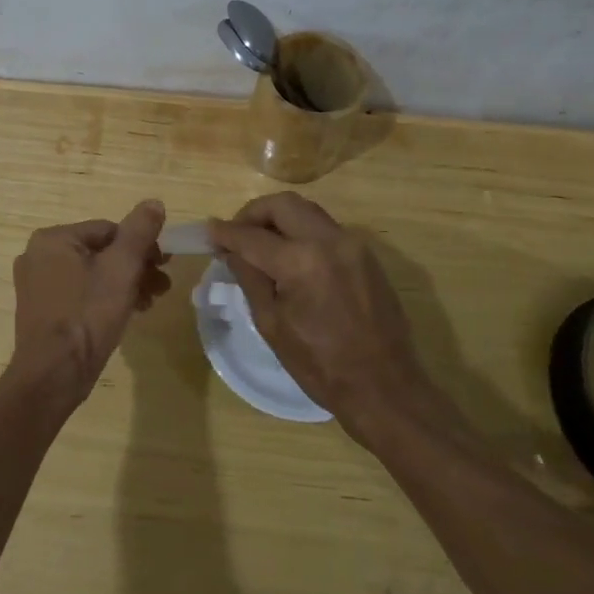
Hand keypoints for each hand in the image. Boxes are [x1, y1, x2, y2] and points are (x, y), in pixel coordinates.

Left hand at [10, 200, 169, 402]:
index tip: (164, 265)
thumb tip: (154, 202)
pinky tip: (127, 314)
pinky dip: (104, 299)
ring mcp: (37, 285)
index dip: (141, 246)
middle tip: (161, 286)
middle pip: (100, 252)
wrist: (54, 375)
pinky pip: (79, 293)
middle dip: (135, 267)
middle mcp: (38, 256)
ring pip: (92, 274)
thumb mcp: (121, 269)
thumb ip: (139, 232)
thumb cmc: (88, 315)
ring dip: (124, 284)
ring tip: (150, 302)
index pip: (109, 230)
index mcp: (53, 239)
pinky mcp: (42, 311)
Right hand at [209, 192, 434, 433]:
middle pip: (283, 204)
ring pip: (307, 211)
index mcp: (302, 262)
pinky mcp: (367, 256)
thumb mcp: (272, 324)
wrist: (385, 389)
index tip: (208, 232)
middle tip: (236, 235)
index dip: (225, 233)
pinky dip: (302, 233)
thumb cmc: (321, 366)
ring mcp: (353, 245)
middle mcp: (330, 241)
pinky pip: (326, 229)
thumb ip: (250, 278)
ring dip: (279, 220)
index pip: (252, 236)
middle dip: (253, 213)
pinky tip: (290, 258)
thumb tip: (231, 250)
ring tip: (261, 245)